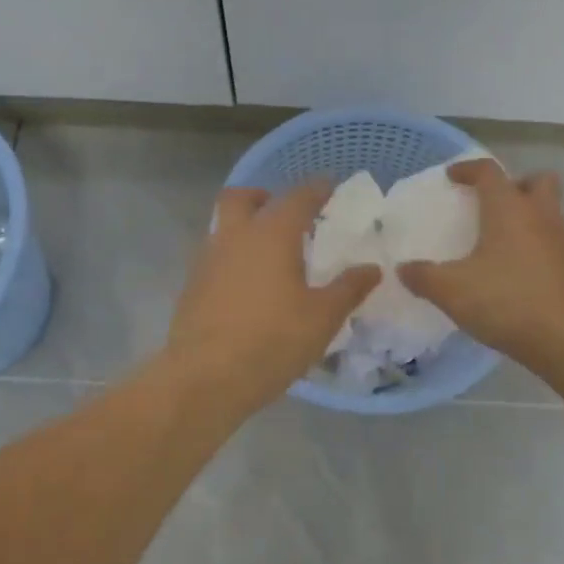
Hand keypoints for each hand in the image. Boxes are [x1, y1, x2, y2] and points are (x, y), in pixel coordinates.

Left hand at [166, 182, 380, 414]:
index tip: (329, 185)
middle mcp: (234, 237)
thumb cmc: (272, 341)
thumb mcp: (322, 317)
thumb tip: (372, 268)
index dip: (316, 189)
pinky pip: (213, 257)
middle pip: (240, 198)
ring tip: (269, 252)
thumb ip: (348, 289)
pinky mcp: (191, 287)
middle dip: (262, 196)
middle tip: (284, 212)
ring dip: (244, 227)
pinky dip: (232, 258)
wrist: (205, 378)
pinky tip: (247, 285)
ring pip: (222, 226)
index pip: (297, 198)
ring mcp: (207, 261)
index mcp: (271, 235)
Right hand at [398, 158, 563, 364]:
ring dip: (537, 215)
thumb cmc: (505, 301)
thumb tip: (403, 269)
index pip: (489, 172)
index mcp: (508, 208)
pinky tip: (529, 267)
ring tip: (514, 237)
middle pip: (537, 181)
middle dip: (517, 185)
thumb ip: (423, 276)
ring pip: (556, 210)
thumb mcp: (451, 290)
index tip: (452, 177)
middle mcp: (541, 215)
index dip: (469, 169)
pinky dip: (547, 245)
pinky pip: (563, 242)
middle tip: (495, 204)